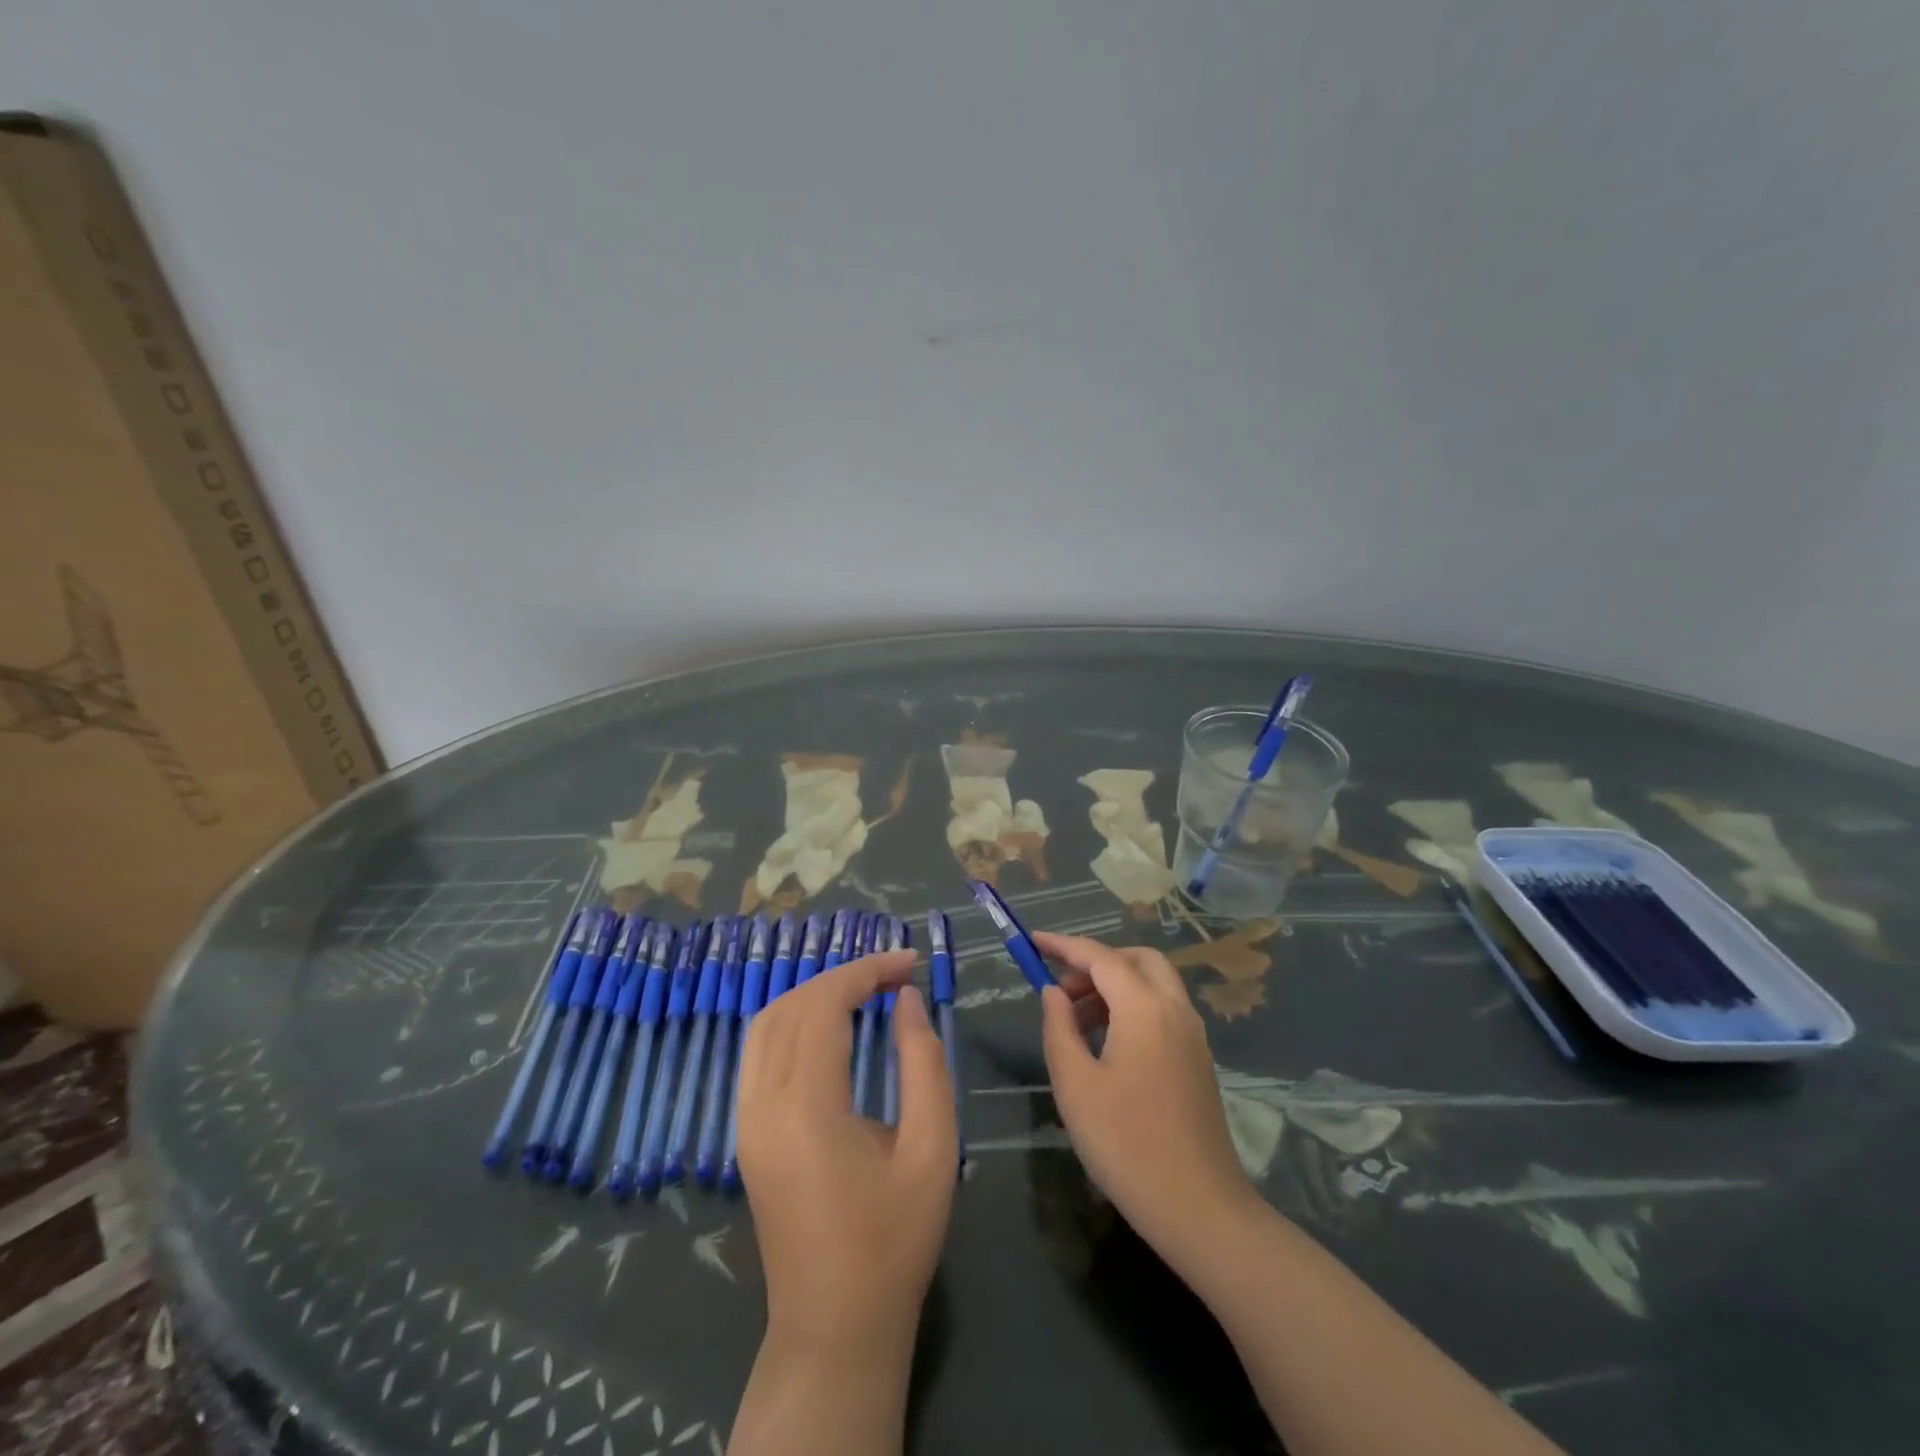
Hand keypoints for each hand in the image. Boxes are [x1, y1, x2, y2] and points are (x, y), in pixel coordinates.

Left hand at [736, 948, 958, 1351]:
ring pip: (766, 1023)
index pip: (824, 1005)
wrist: (835, 1327)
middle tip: (896, 973)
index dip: (866, 971)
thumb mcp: (932, 1149)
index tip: (909, 962)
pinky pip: (758, 1052)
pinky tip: (828, 1024)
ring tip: (865, 989)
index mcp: (806, 1108)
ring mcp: (745, 1120)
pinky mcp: (745, 1133)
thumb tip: (906, 999)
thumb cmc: (894, 1241)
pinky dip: (792, 1019)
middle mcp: (762, 1105)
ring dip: (814, 993)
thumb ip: (923, 1063)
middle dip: (844, 976)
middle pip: (793, 1005)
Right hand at [1035, 932, 1257, 1263]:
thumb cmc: (1127, 1144)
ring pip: (1153, 984)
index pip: (1101, 958)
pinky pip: (1163, 1010)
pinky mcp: (1198, 1060)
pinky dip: (1133, 1007)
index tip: (1034, 940)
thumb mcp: (1075, 1085)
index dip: (1065, 945)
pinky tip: (1107, 1043)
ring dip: (1115, 986)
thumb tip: (1053, 992)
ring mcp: (1192, 1035)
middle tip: (1063, 988)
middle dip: (1097, 962)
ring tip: (1076, 1018)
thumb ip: (1059, 1028)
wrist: (1200, 1209)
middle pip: (1137, 960)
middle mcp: (1175, 1010)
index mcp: (1145, 1008)